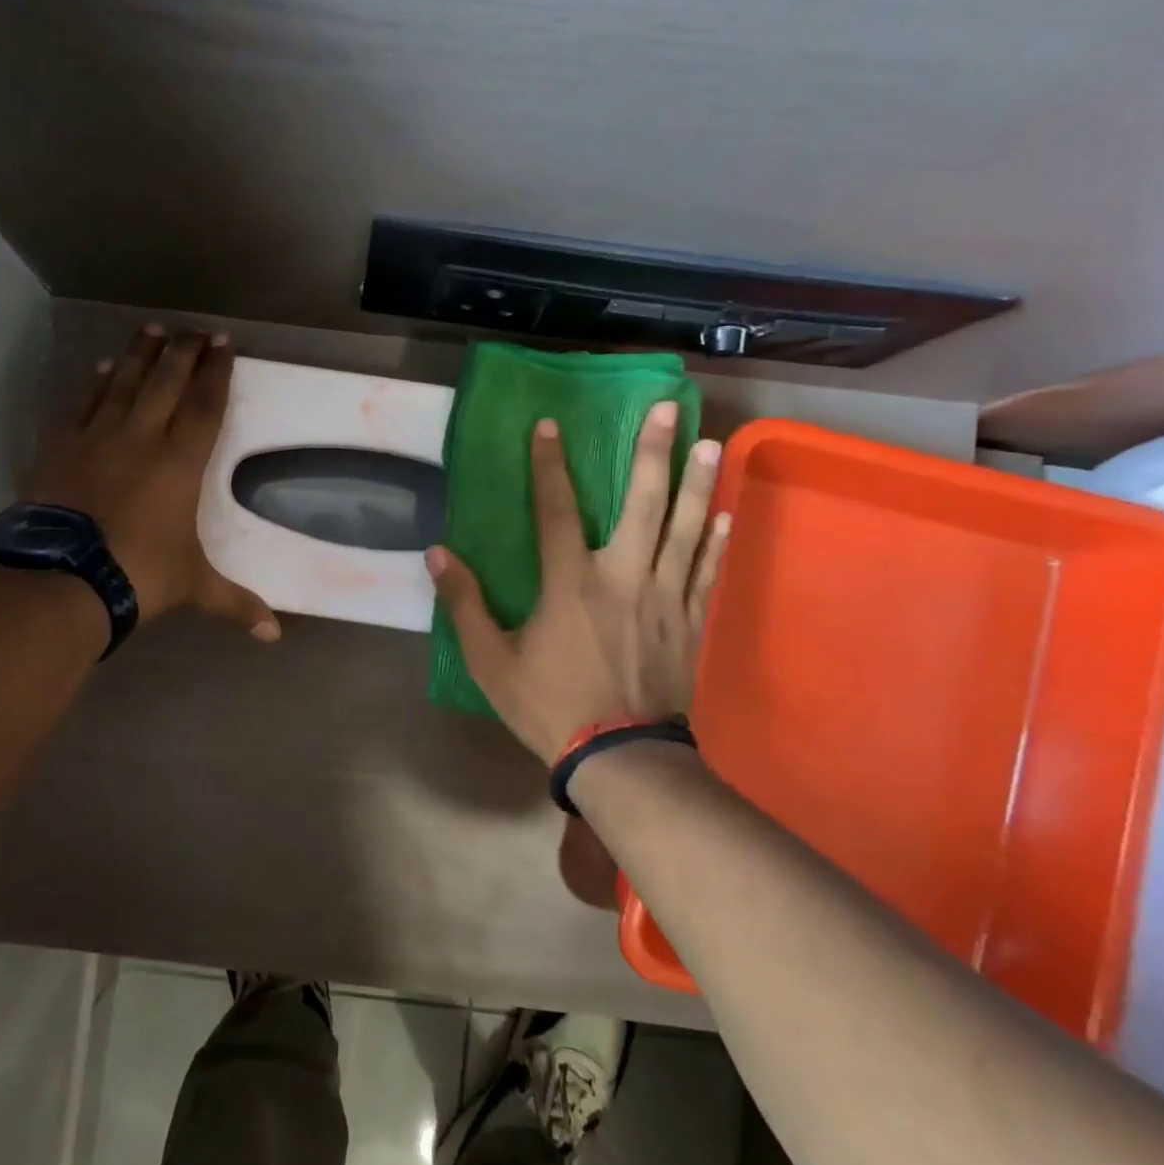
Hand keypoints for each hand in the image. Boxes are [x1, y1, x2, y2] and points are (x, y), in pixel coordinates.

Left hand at [27, 325, 280, 641]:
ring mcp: (97, 436)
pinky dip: (94, 383)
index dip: (216, 372)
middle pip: (166, 380)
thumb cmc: (140, 575)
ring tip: (153, 330)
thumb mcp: (194, 587)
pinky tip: (100, 369)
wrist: (64, 578)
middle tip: (195, 329)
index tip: (224, 343)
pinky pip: (82, 403)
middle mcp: (142, 437)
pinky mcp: (61, 445)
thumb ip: (235, 603)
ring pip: (122, 381)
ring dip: (140, 354)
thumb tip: (273, 635)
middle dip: (184, 351)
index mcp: (180, 463)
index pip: (205, 405)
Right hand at [427, 401, 726, 761]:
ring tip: (710, 443)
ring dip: (697, 484)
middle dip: (654, 452)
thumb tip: (437, 554)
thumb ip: (464, 604)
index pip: (556, 509)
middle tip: (669, 408)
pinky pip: (707, 572)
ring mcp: (665, 598)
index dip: (549, 465)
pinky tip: (726, 515)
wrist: (620, 757)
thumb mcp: (491, 660)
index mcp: (570, 582)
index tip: (549, 425)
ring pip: (686, 529)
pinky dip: (717, 542)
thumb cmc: (548, 705)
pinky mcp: (690, 622)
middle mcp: (623, 576)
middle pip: (643, 504)